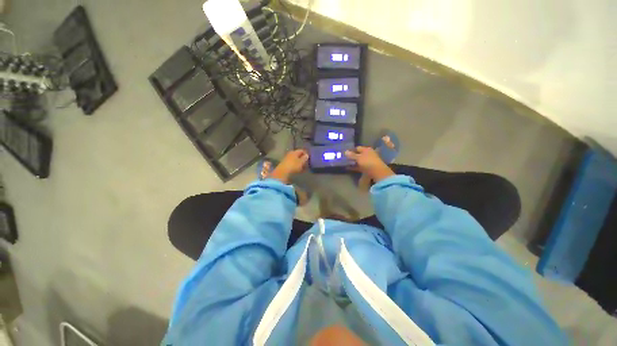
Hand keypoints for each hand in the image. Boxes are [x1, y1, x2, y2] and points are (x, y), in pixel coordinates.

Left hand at [271, 149, 308, 182]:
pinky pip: (291, 163)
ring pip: (294, 159)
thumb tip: (307, 155)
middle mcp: (290, 153)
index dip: (305, 154)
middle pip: (297, 155)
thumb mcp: (301, 162)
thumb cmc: (293, 166)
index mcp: (294, 152)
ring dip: (298, 162)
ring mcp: (286, 159)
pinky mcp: (284, 164)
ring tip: (302, 167)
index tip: (309, 158)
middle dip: (302, 158)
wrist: (282, 173)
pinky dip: (294, 165)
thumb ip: (304, 158)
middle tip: (306, 163)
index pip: (301, 150)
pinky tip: (296, 169)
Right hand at [345, 146, 394, 182]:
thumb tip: (345, 151)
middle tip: (344, 159)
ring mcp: (368, 161)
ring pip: (359, 161)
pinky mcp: (368, 168)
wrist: (377, 172)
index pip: (357, 148)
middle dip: (352, 157)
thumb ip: (352, 155)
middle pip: (358, 154)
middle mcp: (368, 154)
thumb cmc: (368, 162)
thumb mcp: (358, 158)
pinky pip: (360, 166)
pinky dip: (355, 167)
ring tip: (345, 163)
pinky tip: (349, 168)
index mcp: (367, 149)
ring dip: (353, 162)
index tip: (345, 153)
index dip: (351, 150)